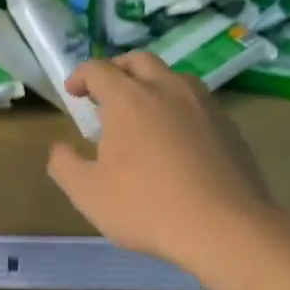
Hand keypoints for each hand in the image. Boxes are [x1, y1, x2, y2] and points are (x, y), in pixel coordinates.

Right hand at [46, 52, 275, 266]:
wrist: (226, 228)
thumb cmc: (147, 207)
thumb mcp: (88, 193)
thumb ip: (64, 165)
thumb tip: (60, 148)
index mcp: (129, 98)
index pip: (98, 69)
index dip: (81, 76)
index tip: (73, 93)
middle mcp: (167, 89)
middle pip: (139, 61)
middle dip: (117, 69)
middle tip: (106, 92)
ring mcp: (204, 105)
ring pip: (173, 77)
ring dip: (152, 84)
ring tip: (143, 112)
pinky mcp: (229, 126)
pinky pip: (197, 103)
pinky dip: (178, 108)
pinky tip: (176, 139)